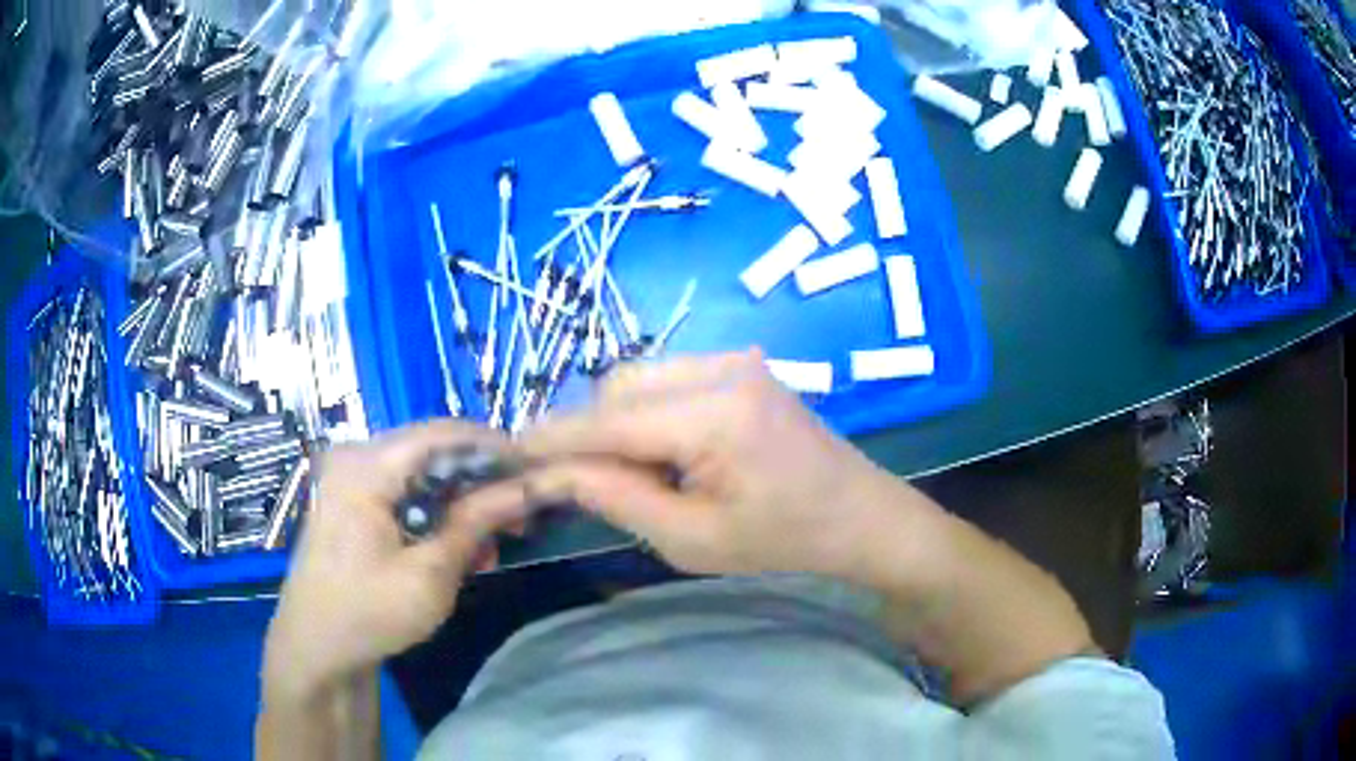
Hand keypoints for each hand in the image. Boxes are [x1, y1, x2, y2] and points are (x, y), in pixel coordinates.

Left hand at [262, 421, 531, 699]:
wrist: (315, 647)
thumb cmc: (369, 613)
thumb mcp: (430, 574)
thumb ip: (476, 522)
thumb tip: (528, 486)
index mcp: (365, 466)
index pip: (441, 434)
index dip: (494, 445)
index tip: (536, 468)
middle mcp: (355, 457)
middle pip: (431, 450)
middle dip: (480, 478)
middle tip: (521, 510)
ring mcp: (350, 477)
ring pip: (422, 471)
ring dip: (462, 499)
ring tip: (495, 539)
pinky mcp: (352, 499)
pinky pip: (404, 490)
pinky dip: (437, 511)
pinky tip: (460, 545)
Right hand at [512, 349, 929, 577]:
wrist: (859, 515)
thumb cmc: (784, 540)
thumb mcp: (692, 539)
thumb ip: (618, 498)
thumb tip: (555, 473)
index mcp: (715, 415)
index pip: (609, 421)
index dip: (553, 438)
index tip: (509, 452)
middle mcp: (722, 368)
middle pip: (618, 387)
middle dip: (590, 432)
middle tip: (586, 482)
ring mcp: (735, 359)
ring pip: (638, 378)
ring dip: (618, 421)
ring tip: (638, 472)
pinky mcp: (740, 365)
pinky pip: (667, 378)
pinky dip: (647, 411)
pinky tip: (667, 452)